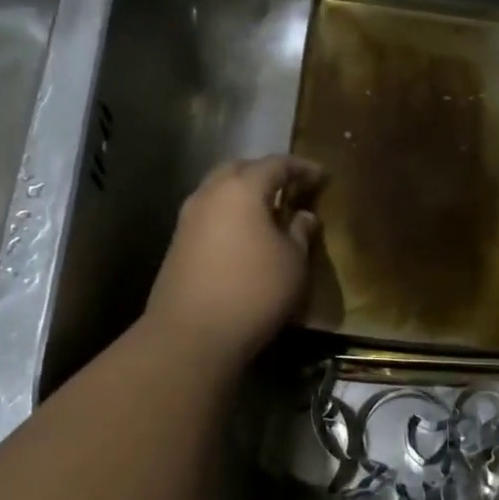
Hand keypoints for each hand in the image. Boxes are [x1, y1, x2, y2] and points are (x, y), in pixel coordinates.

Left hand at [143, 156, 322, 364]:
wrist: (191, 335)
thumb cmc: (254, 291)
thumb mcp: (293, 262)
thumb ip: (300, 232)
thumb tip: (303, 215)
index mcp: (242, 189)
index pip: (276, 164)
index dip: (301, 167)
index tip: (321, 176)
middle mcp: (210, 194)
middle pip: (240, 169)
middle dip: (266, 172)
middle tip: (290, 186)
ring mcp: (188, 218)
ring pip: (219, 189)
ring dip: (244, 192)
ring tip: (268, 209)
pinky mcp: (177, 242)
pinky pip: (209, 213)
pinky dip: (229, 213)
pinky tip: (244, 233)